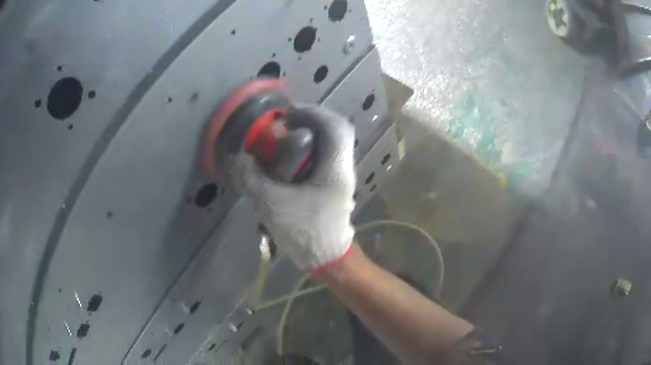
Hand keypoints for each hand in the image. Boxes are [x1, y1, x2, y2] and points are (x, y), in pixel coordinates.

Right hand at [231, 105, 355, 270]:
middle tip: (286, 124)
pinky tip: (289, 162)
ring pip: (330, 146)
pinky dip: (308, 153)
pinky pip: (324, 160)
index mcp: (335, 169)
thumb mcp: (273, 204)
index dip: (314, 112)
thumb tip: (238, 157)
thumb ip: (253, 178)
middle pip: (335, 133)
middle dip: (311, 122)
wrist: (327, 260)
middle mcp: (343, 169)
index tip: (290, 113)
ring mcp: (341, 178)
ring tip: (285, 140)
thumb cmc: (305, 232)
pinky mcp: (334, 188)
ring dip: (310, 137)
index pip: (336, 127)